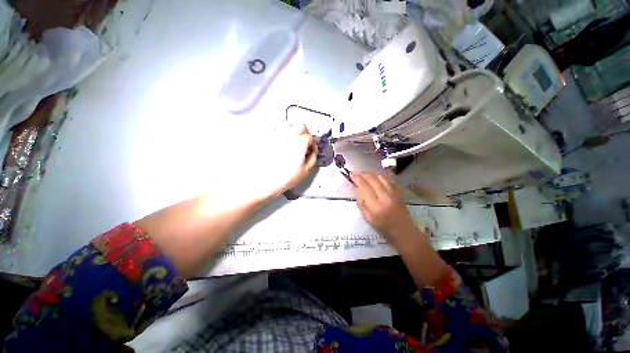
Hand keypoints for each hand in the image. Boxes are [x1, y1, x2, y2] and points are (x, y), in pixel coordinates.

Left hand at [265, 124, 317, 196]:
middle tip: (306, 143)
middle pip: (301, 126)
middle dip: (305, 133)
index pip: (310, 137)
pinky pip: (278, 132)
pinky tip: (282, 146)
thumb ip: (312, 158)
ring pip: (289, 127)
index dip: (313, 144)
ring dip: (294, 133)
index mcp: (300, 143)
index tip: (312, 150)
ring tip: (294, 143)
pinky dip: (283, 136)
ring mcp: (277, 136)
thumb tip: (312, 152)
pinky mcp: (268, 139)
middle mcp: (288, 136)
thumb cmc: (284, 178)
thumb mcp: (305, 171)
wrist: (264, 181)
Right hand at [352, 172, 417, 244]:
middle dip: (363, 174)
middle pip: (372, 180)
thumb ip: (361, 203)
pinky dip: (380, 175)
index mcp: (375, 206)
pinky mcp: (398, 192)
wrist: (403, 230)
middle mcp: (385, 197)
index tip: (351, 175)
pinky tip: (375, 175)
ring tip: (364, 173)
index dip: (357, 179)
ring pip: (380, 178)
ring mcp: (393, 193)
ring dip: (371, 173)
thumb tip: (357, 189)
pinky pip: (388, 180)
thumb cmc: (383, 226)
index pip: (364, 187)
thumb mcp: (368, 218)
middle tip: (356, 173)